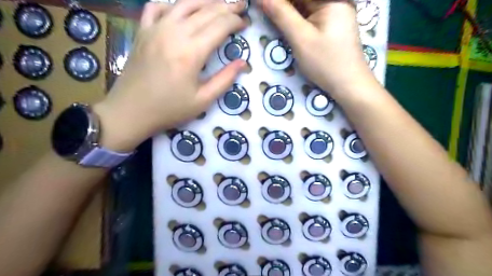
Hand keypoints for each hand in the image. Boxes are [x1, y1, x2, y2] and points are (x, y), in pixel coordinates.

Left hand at [94, 0, 247, 150]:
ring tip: (218, 3)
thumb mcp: (203, 100)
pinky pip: (156, 7)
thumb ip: (225, 79)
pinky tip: (180, 9)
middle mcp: (174, 33)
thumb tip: (243, 63)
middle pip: (206, 11)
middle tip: (240, 6)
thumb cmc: (170, 109)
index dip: (236, 22)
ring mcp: (155, 28)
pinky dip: (171, 4)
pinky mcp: (142, 31)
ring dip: (205, 1)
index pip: (220, 26)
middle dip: (226, 7)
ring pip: (184, 3)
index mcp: (192, 52)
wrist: (131, 111)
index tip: (245, 23)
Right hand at [261, 0, 377, 98]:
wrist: (348, 84)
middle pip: (302, 0)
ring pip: (304, 7)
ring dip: (287, 12)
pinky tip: (285, 24)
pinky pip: (309, 16)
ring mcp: (334, 12)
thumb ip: (281, 15)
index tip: (261, 4)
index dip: (278, 0)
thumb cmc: (325, 62)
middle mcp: (334, 1)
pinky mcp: (331, 25)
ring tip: (272, 17)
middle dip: (283, 6)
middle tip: (265, 12)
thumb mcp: (300, 38)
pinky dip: (296, 20)